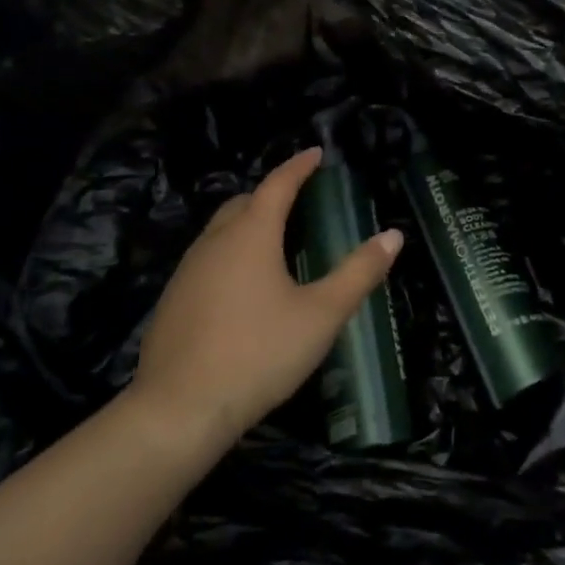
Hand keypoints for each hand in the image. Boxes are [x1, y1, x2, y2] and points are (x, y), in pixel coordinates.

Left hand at [126, 148, 401, 444]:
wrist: (178, 412)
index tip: (316, 153)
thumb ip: (359, 273)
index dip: (299, 166)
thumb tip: (393, 236)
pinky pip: (205, 261)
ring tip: (273, 243)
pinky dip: (228, 256)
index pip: (278, 184)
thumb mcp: (321, 314)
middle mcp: (214, 243)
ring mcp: (186, 272)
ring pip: (219, 232)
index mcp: (251, 234)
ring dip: (246, 225)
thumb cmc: (259, 353)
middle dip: (270, 194)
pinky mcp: (171, 303)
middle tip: (297, 200)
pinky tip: (242, 290)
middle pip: (243, 203)